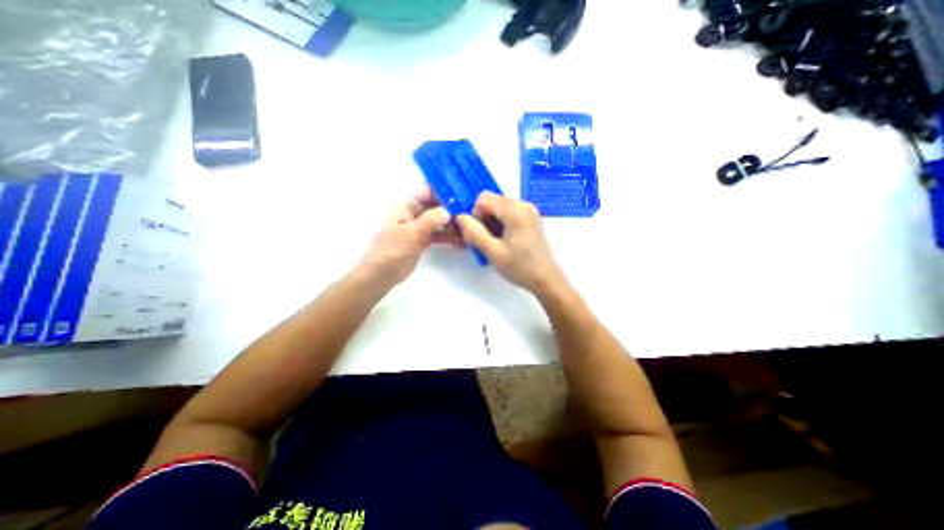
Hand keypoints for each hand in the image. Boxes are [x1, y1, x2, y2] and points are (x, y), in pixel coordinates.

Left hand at [361, 185, 462, 287]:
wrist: (381, 275)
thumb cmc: (392, 251)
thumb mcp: (411, 233)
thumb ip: (430, 220)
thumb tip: (448, 211)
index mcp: (408, 206)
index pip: (427, 191)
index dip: (443, 190)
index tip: (462, 194)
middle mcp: (415, 214)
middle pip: (436, 205)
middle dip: (452, 207)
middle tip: (472, 213)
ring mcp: (420, 228)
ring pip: (440, 221)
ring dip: (453, 224)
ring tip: (470, 229)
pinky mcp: (424, 241)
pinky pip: (439, 235)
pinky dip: (450, 237)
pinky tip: (463, 242)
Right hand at [459, 192, 565, 296]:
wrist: (546, 279)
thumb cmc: (520, 267)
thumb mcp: (493, 252)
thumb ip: (474, 233)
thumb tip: (459, 217)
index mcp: (515, 210)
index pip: (483, 199)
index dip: (476, 215)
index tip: (480, 234)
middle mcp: (523, 204)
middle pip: (492, 201)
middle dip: (484, 218)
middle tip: (486, 240)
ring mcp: (529, 210)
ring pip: (499, 206)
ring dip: (492, 221)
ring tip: (496, 242)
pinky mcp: (531, 217)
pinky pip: (509, 212)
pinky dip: (501, 222)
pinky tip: (504, 239)